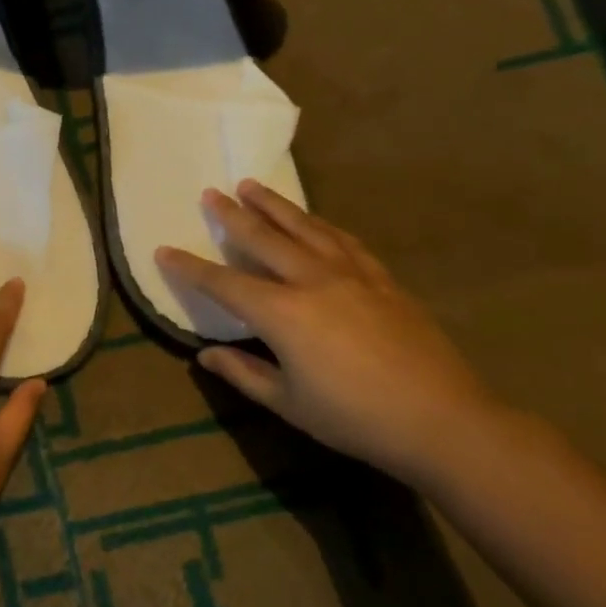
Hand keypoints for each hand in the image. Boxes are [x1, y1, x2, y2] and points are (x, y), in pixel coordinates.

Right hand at [156, 181, 508, 485]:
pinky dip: (321, 225)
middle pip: (264, 239)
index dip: (190, 267)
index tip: (163, 250)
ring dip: (276, 205)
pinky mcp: (383, 280)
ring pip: (305, 228)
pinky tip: (314, 221)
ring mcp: (352, 275)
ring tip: (253, 186)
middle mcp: (313, 281)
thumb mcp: (288, 402)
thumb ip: (243, 373)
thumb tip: (205, 355)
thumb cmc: (354, 418)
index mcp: (282, 314)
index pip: (223, 283)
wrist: (442, 420)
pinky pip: (344, 241)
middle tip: (211, 193)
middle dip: (233, 216)